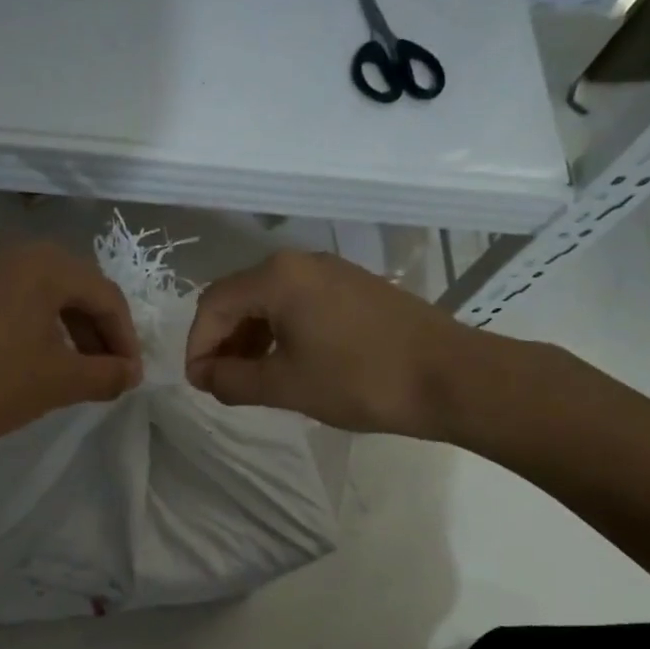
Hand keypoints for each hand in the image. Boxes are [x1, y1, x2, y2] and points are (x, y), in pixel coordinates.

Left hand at [0, 240, 141, 450]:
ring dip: (66, 331)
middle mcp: (13, 251)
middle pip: (74, 289)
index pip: (106, 296)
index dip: (125, 339)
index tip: (130, 377)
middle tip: (106, 375)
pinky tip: (31, 361)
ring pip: (41, 295)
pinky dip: (33, 327)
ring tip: (73, 372)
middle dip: (96, 334)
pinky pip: (10, 300)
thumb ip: (105, 375)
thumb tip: (130, 374)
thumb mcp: (59, 382)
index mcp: (45, 263)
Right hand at [184, 249, 491, 439]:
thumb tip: (206, 377)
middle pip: (239, 297)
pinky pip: (299, 303)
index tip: (201, 385)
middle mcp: (300, 262)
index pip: (213, 305)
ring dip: (249, 337)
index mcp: (277, 277)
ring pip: (269, 300)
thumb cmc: (360, 380)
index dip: (197, 346)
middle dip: (221, 341)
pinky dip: (280, 331)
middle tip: (221, 383)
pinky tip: (288, 362)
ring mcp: (332, 271)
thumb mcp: (285, 385)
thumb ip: (233, 380)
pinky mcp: (354, 287)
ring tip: (251, 378)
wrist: (451, 377)